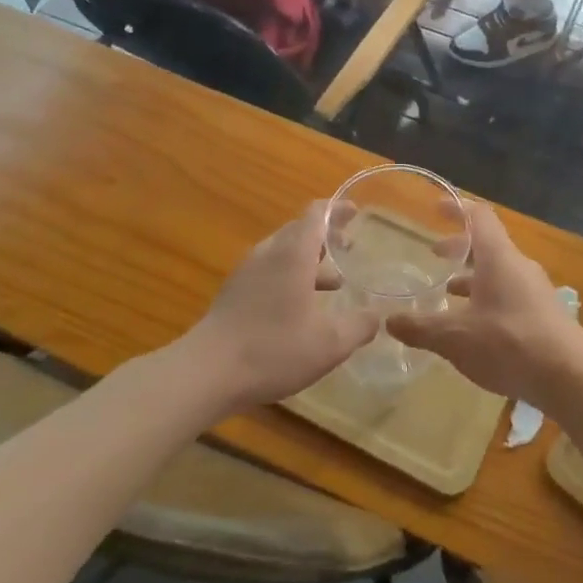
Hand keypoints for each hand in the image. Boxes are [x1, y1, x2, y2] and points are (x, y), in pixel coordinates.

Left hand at [182, 203, 378, 415]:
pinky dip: (291, 277)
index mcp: (293, 254)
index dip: (337, 209)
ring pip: (283, 252)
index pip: (316, 214)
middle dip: (326, 235)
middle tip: (350, 247)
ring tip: (335, 283)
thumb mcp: (329, 344)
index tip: (356, 213)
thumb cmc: (272, 349)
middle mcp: (268, 254)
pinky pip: (269, 271)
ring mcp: (247, 272)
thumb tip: (377, 316)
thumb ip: (359, 326)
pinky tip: (301, 308)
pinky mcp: (234, 293)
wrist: (206, 373)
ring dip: (310, 260)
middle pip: (299, 230)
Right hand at [386, 204, 582, 407]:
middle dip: (459, 247)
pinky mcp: (543, 313)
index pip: (478, 216)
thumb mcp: (455, 338)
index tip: (436, 208)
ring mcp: (535, 290)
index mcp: (498, 257)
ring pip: (499, 271)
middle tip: (435, 254)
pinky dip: (488, 298)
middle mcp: (518, 266)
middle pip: (487, 244)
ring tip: (448, 292)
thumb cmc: (509, 343)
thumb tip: (388, 321)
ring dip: (473, 276)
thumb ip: (421, 328)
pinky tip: (474, 325)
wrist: (570, 376)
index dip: (456, 208)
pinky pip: (510, 293)